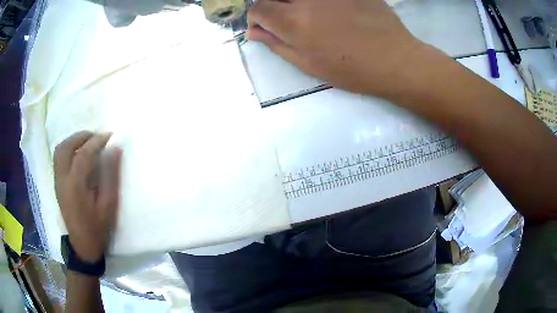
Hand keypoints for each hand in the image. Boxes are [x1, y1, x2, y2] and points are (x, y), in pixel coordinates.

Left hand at [54, 131, 121, 262]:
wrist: (82, 246)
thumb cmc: (97, 228)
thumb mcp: (108, 205)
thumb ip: (110, 176)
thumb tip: (115, 149)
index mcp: (75, 186)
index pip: (83, 154)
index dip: (97, 141)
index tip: (109, 136)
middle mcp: (62, 180)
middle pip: (65, 147)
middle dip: (81, 136)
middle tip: (96, 137)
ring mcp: (57, 181)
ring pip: (59, 150)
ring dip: (73, 141)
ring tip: (87, 143)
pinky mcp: (57, 184)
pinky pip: (59, 158)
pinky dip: (68, 149)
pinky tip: (78, 154)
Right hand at [247, 0, 429, 97]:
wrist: (395, 59)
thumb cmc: (352, 69)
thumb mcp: (309, 65)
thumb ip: (277, 44)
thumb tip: (254, 32)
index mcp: (295, 21)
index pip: (257, 8)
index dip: (256, 18)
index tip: (264, 27)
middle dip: (273, 6)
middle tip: (287, 19)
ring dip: (295, 3)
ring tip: (312, 16)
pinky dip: (320, 2)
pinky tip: (333, 11)